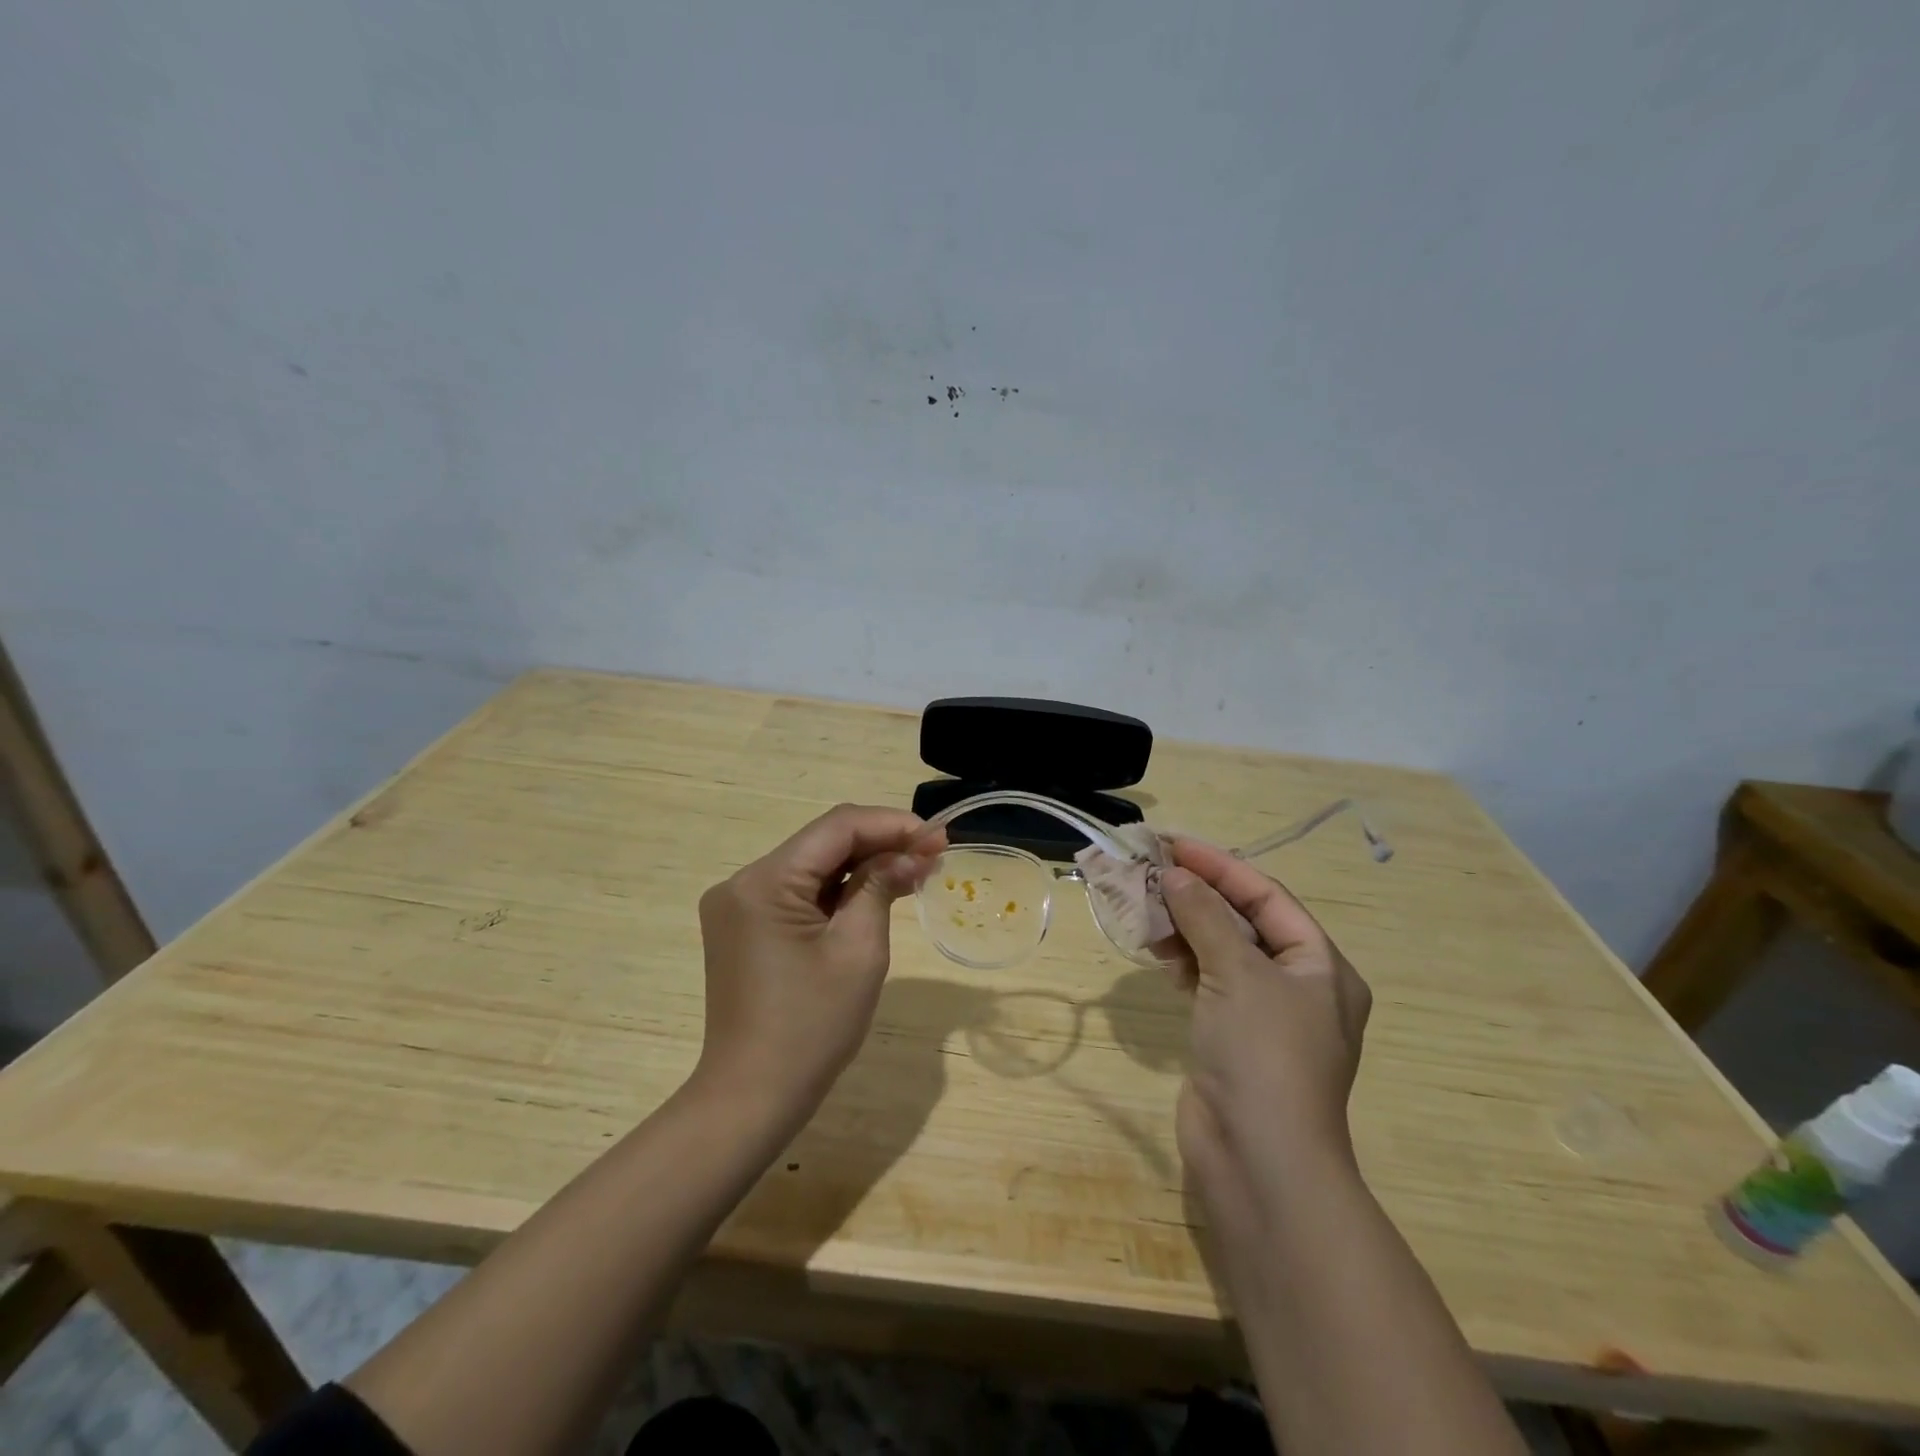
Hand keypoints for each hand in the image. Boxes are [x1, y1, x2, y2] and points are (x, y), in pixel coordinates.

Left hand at [693, 804, 943, 1129]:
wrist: (752, 1098)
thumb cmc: (812, 1027)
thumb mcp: (858, 951)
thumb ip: (881, 887)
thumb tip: (913, 854)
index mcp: (764, 882)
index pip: (836, 827)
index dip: (891, 824)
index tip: (937, 837)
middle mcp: (743, 882)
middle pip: (822, 842)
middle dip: (880, 843)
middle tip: (933, 853)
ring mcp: (739, 905)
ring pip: (812, 866)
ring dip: (861, 865)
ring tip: (914, 870)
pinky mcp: (744, 927)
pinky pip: (798, 892)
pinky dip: (838, 890)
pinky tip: (875, 892)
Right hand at [1160, 838, 1370, 1195]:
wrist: (1259, 1161)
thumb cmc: (1264, 1054)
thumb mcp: (1238, 973)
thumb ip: (1205, 917)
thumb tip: (1176, 876)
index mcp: (1322, 966)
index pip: (1267, 897)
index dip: (1220, 865)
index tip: (1173, 844)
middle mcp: (1299, 986)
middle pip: (1244, 922)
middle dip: (1198, 895)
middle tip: (1151, 872)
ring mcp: (1265, 1016)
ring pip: (1222, 952)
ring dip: (1186, 927)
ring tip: (1145, 907)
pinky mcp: (1233, 1038)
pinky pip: (1208, 982)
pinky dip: (1184, 961)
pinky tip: (1157, 951)